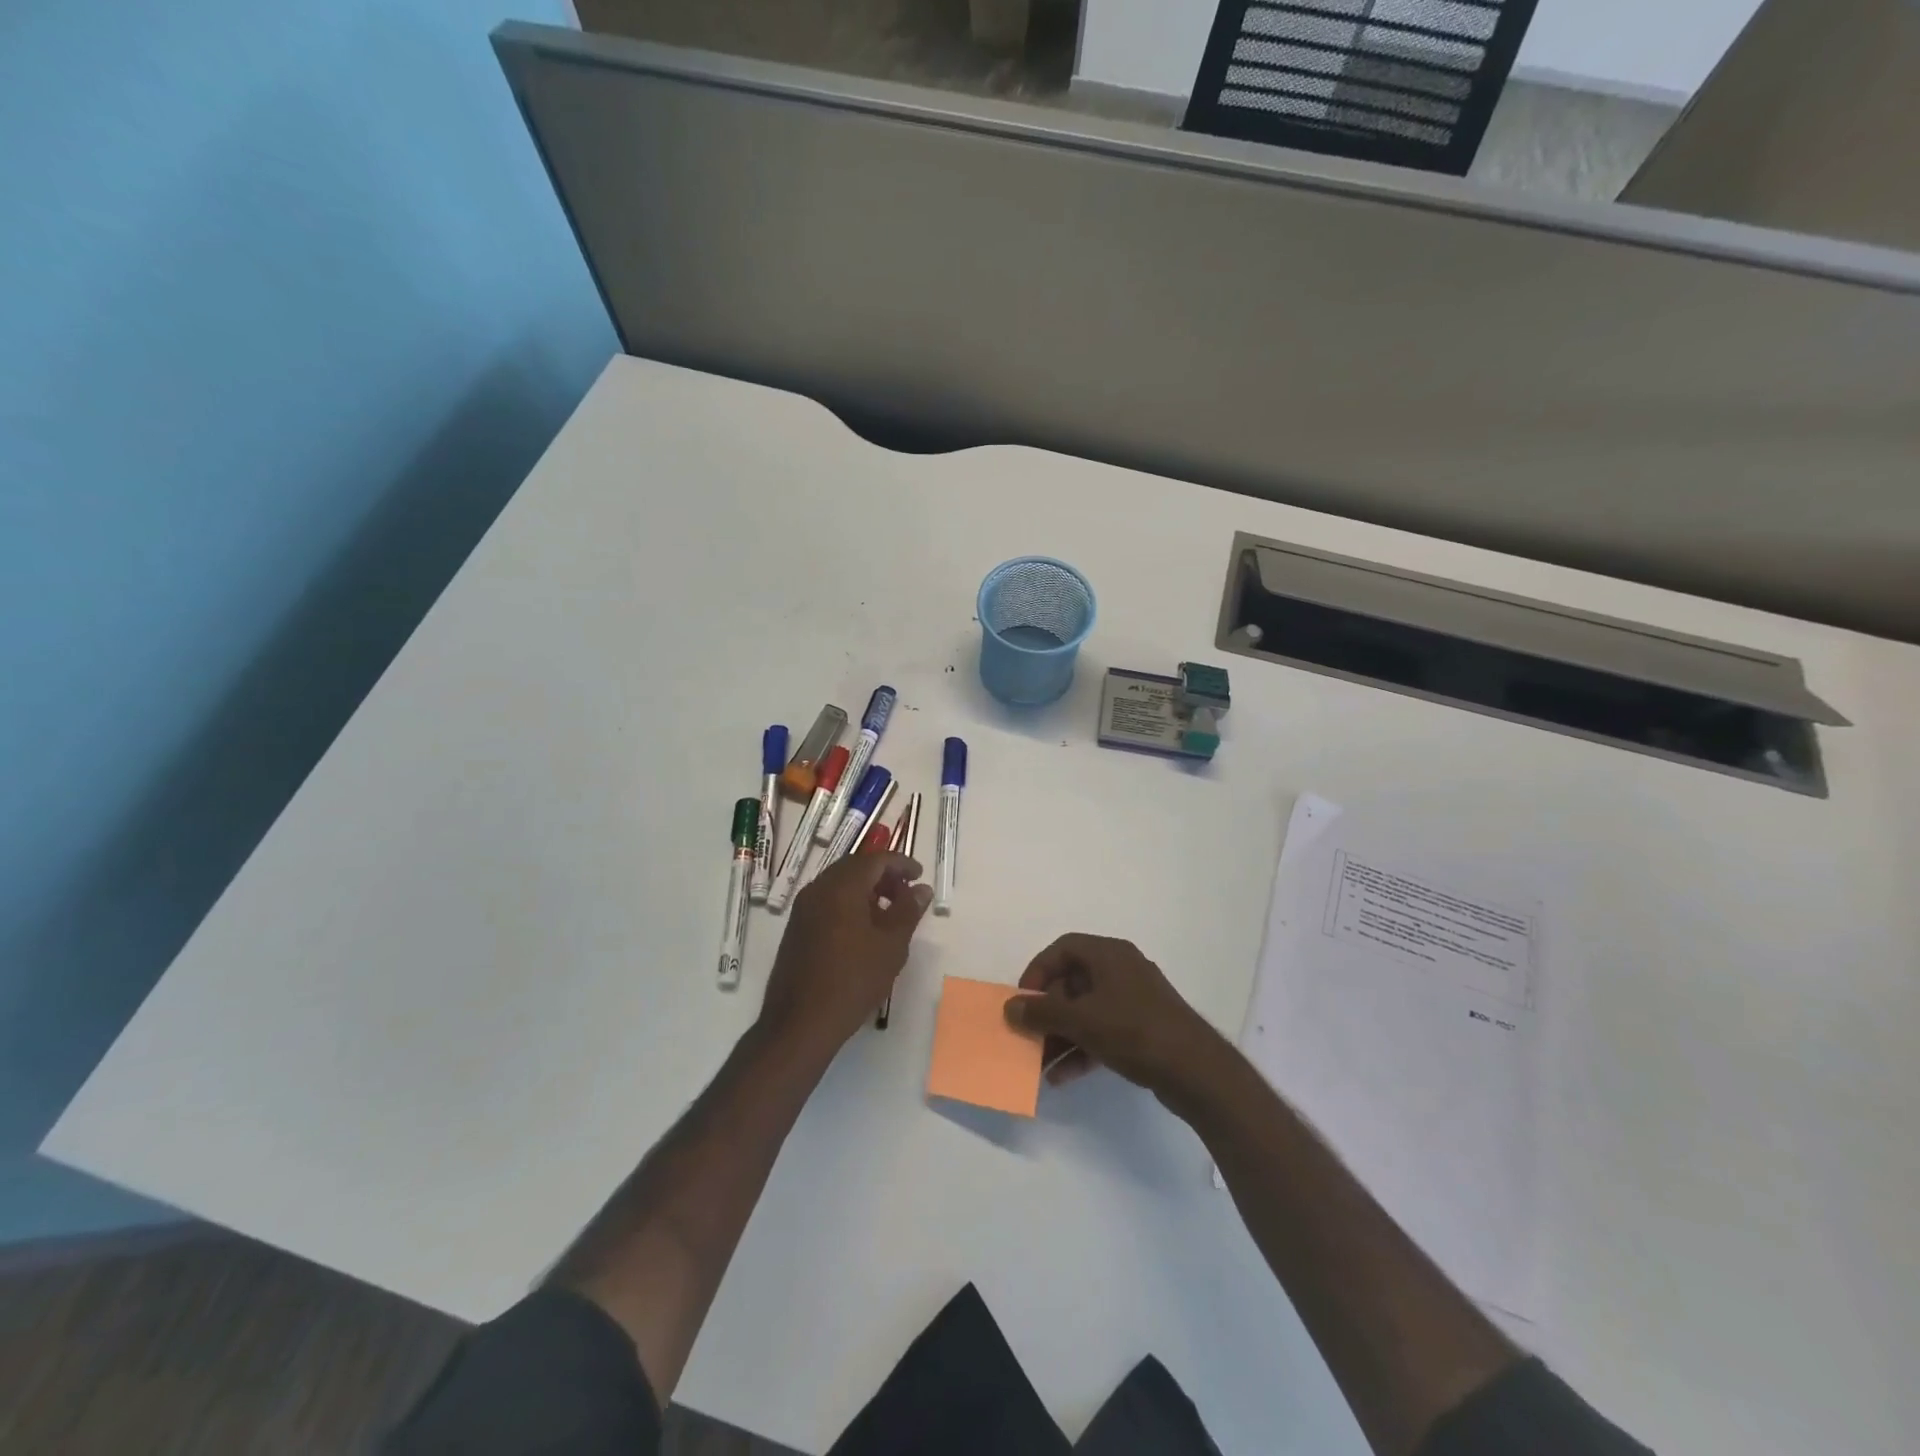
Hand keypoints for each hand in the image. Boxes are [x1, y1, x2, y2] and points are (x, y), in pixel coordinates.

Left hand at [760, 852, 930, 1055]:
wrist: (800, 1023)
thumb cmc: (853, 980)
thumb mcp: (891, 945)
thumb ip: (908, 910)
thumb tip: (920, 889)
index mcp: (841, 887)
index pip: (875, 860)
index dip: (900, 863)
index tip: (919, 876)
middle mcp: (817, 889)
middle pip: (854, 868)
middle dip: (883, 875)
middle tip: (906, 893)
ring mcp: (803, 910)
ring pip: (839, 885)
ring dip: (866, 891)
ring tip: (889, 914)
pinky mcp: (796, 929)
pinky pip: (827, 902)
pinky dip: (849, 905)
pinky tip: (864, 931)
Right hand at [1003, 933, 1224, 1099]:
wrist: (1196, 1070)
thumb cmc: (1134, 1031)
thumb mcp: (1081, 1020)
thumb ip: (1042, 1013)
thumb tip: (1010, 1007)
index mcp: (1109, 954)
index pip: (1063, 949)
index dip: (1038, 971)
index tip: (1024, 1000)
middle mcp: (1121, 970)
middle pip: (1072, 982)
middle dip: (1047, 1011)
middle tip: (1028, 1035)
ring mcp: (1134, 1000)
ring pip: (1086, 1011)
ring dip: (1061, 1035)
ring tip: (1039, 1064)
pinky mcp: (1143, 1029)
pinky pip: (1102, 1031)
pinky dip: (1082, 1049)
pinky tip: (1062, 1078)